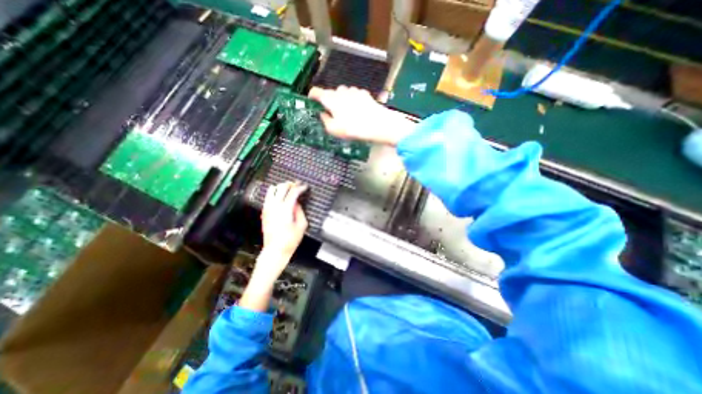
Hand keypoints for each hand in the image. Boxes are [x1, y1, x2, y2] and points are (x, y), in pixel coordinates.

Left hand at [258, 181, 304, 273]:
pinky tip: (280, 195)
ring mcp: (268, 208)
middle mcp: (275, 206)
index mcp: (285, 209)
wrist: (275, 250)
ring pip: (273, 189)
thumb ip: (300, 211)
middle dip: (291, 184)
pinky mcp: (264, 212)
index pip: (293, 192)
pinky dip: (274, 193)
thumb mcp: (302, 225)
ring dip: (282, 187)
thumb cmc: (290, 240)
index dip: (300, 187)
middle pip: (282, 187)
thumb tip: (297, 203)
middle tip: (298, 185)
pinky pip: (268, 196)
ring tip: (289, 188)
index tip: (305, 186)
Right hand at [307, 86, 414, 146]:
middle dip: (330, 100)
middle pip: (331, 92)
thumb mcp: (334, 130)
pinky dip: (352, 101)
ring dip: (342, 100)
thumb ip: (325, 121)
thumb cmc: (352, 128)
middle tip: (332, 113)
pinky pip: (354, 95)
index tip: (311, 100)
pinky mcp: (364, 94)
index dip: (312, 95)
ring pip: (343, 93)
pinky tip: (357, 110)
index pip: (316, 91)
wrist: (377, 124)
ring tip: (346, 113)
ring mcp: (353, 90)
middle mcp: (341, 90)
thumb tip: (322, 114)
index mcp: (330, 99)